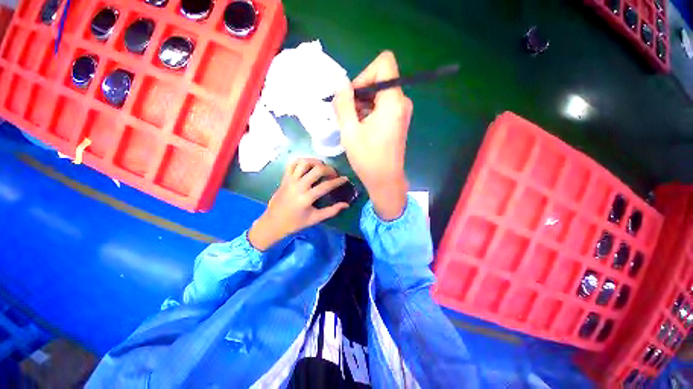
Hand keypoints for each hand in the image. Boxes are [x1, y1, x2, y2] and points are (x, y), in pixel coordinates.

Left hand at [248, 158, 349, 250]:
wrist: (273, 223)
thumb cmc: (295, 223)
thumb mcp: (315, 219)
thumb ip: (332, 211)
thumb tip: (346, 205)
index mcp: (306, 198)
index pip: (326, 185)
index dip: (338, 181)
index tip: (345, 179)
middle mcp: (298, 186)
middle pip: (317, 170)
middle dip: (329, 169)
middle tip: (334, 174)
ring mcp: (290, 180)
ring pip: (304, 163)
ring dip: (316, 162)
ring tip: (322, 167)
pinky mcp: (284, 178)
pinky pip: (292, 164)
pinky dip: (301, 161)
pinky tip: (308, 165)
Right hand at [333, 51, 411, 219]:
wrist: (386, 181)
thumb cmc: (368, 159)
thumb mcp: (350, 131)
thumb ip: (344, 103)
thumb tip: (341, 84)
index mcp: (393, 101)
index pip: (384, 64)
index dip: (364, 75)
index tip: (353, 97)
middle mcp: (402, 102)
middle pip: (380, 79)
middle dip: (360, 94)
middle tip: (347, 115)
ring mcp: (401, 112)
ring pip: (379, 94)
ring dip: (362, 105)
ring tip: (352, 125)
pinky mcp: (398, 121)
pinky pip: (382, 106)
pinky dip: (369, 112)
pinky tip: (361, 129)